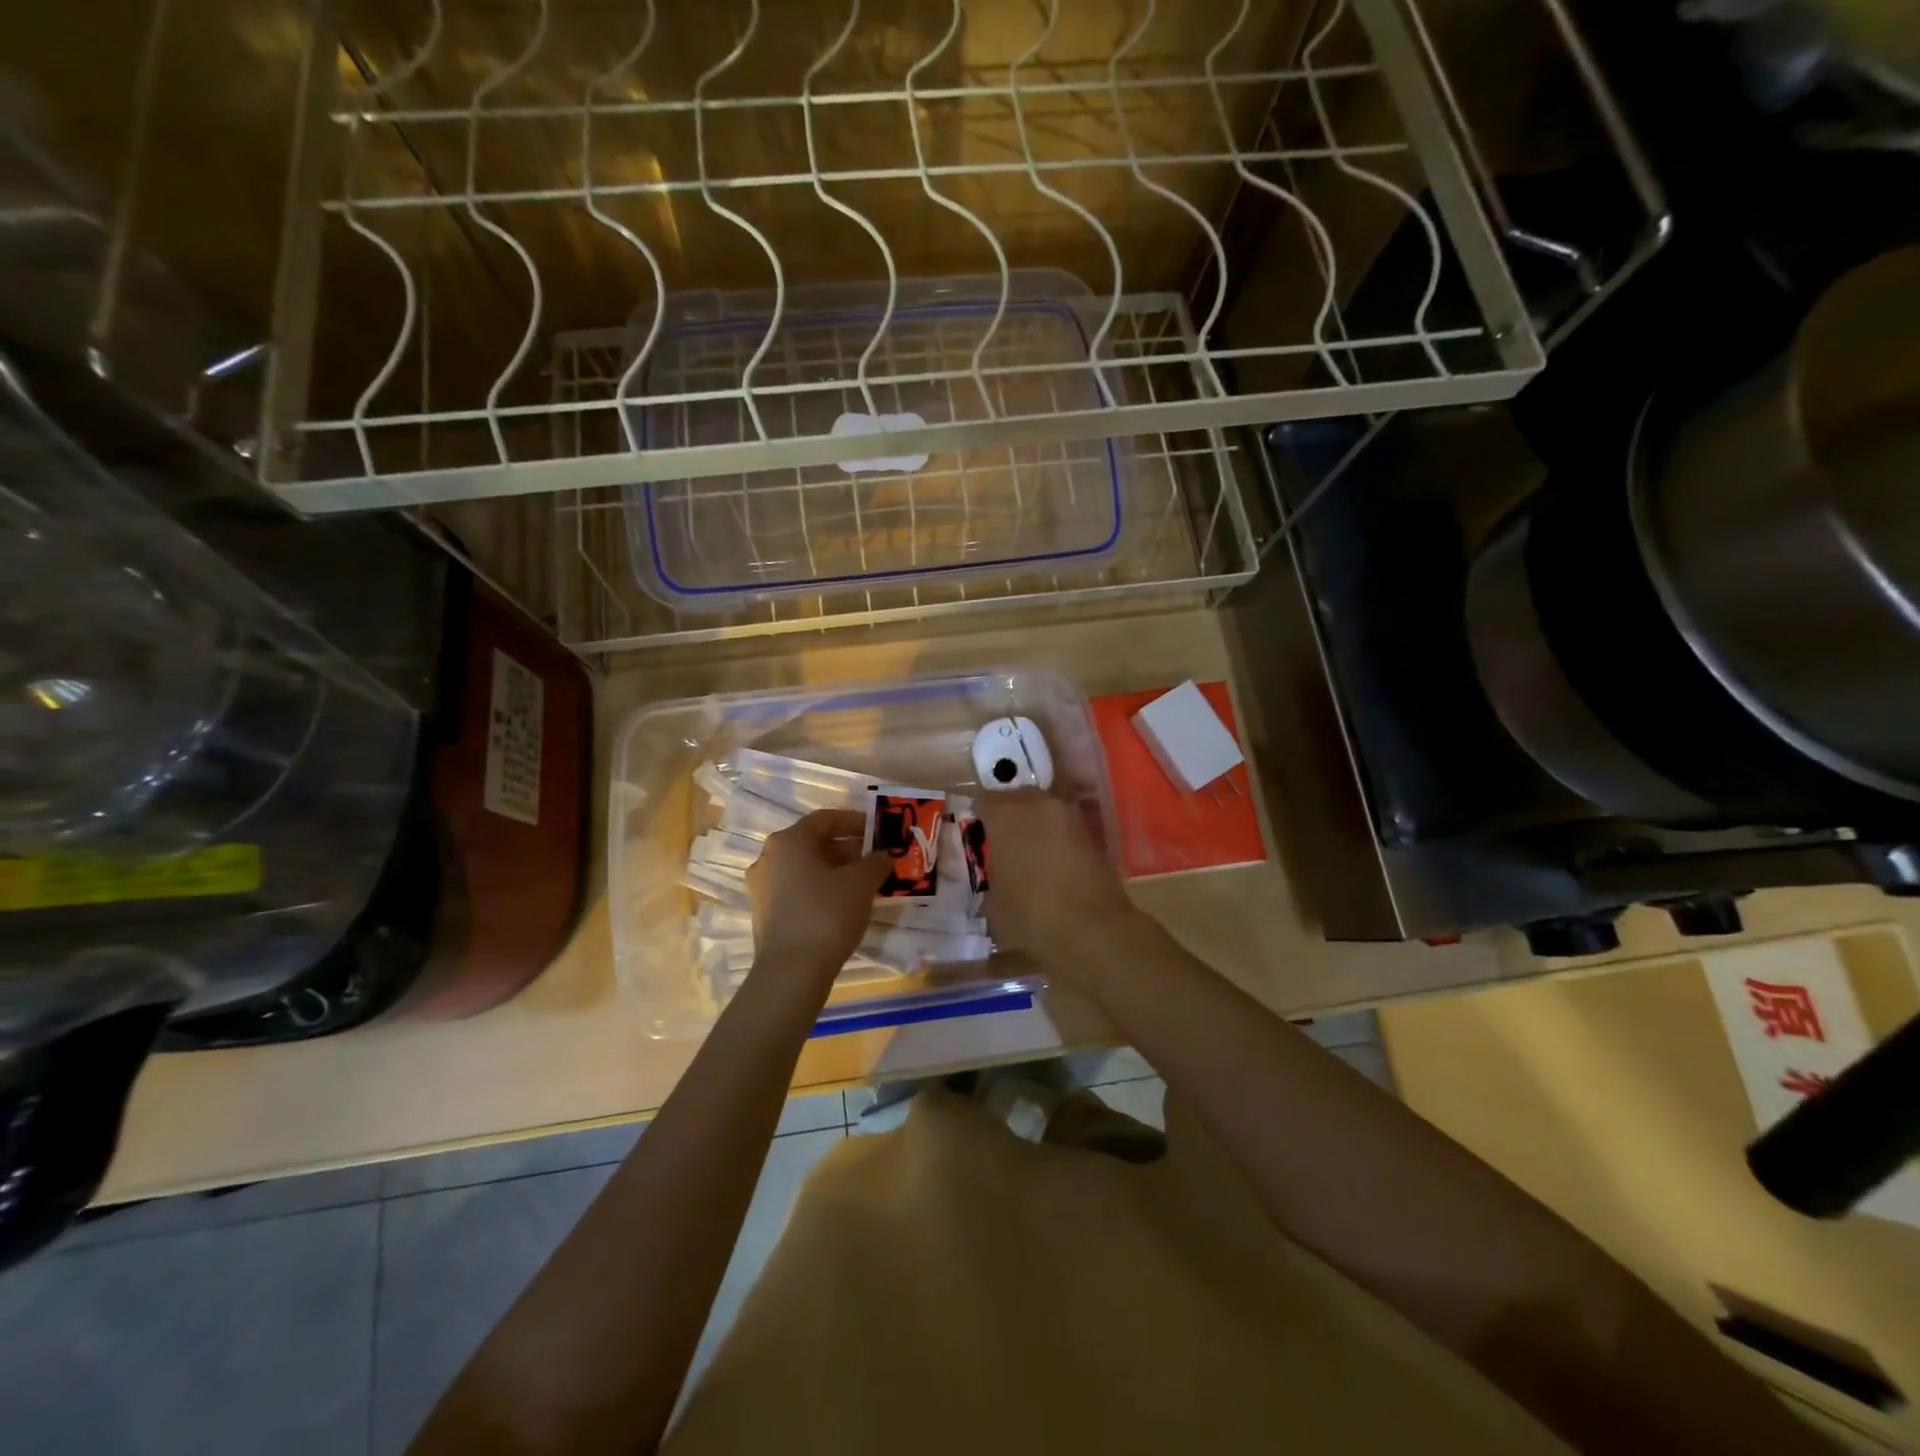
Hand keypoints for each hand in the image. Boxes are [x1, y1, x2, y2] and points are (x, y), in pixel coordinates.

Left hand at [746, 809, 889, 988]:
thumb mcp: (861, 883)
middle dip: (847, 849)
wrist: (792, 972)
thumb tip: (884, 855)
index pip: (826, 819)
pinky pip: (798, 889)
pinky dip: (821, 889)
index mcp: (788, 841)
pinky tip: (843, 904)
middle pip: (814, 843)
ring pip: (806, 868)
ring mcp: (762, 887)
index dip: (856, 821)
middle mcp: (769, 858)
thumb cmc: (827, 914)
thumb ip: (876, 862)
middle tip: (875, 860)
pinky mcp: (765, 913)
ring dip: (835, 870)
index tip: (879, 831)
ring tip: (864, 883)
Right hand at [974, 790, 1139, 978]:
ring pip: (1045, 810)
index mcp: (1005, 813)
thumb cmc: (1029, 915)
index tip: (977, 835)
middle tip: (1003, 842)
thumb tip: (999, 873)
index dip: (979, 817)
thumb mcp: (993, 901)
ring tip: (1029, 853)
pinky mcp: (1093, 834)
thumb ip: (993, 874)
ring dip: (1036, 825)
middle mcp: (1038, 803)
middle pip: (1018, 798)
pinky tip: (1052, 863)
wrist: (1091, 932)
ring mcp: (1070, 816)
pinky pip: (1066, 828)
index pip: (984, 800)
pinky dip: (1057, 839)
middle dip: (1010, 815)